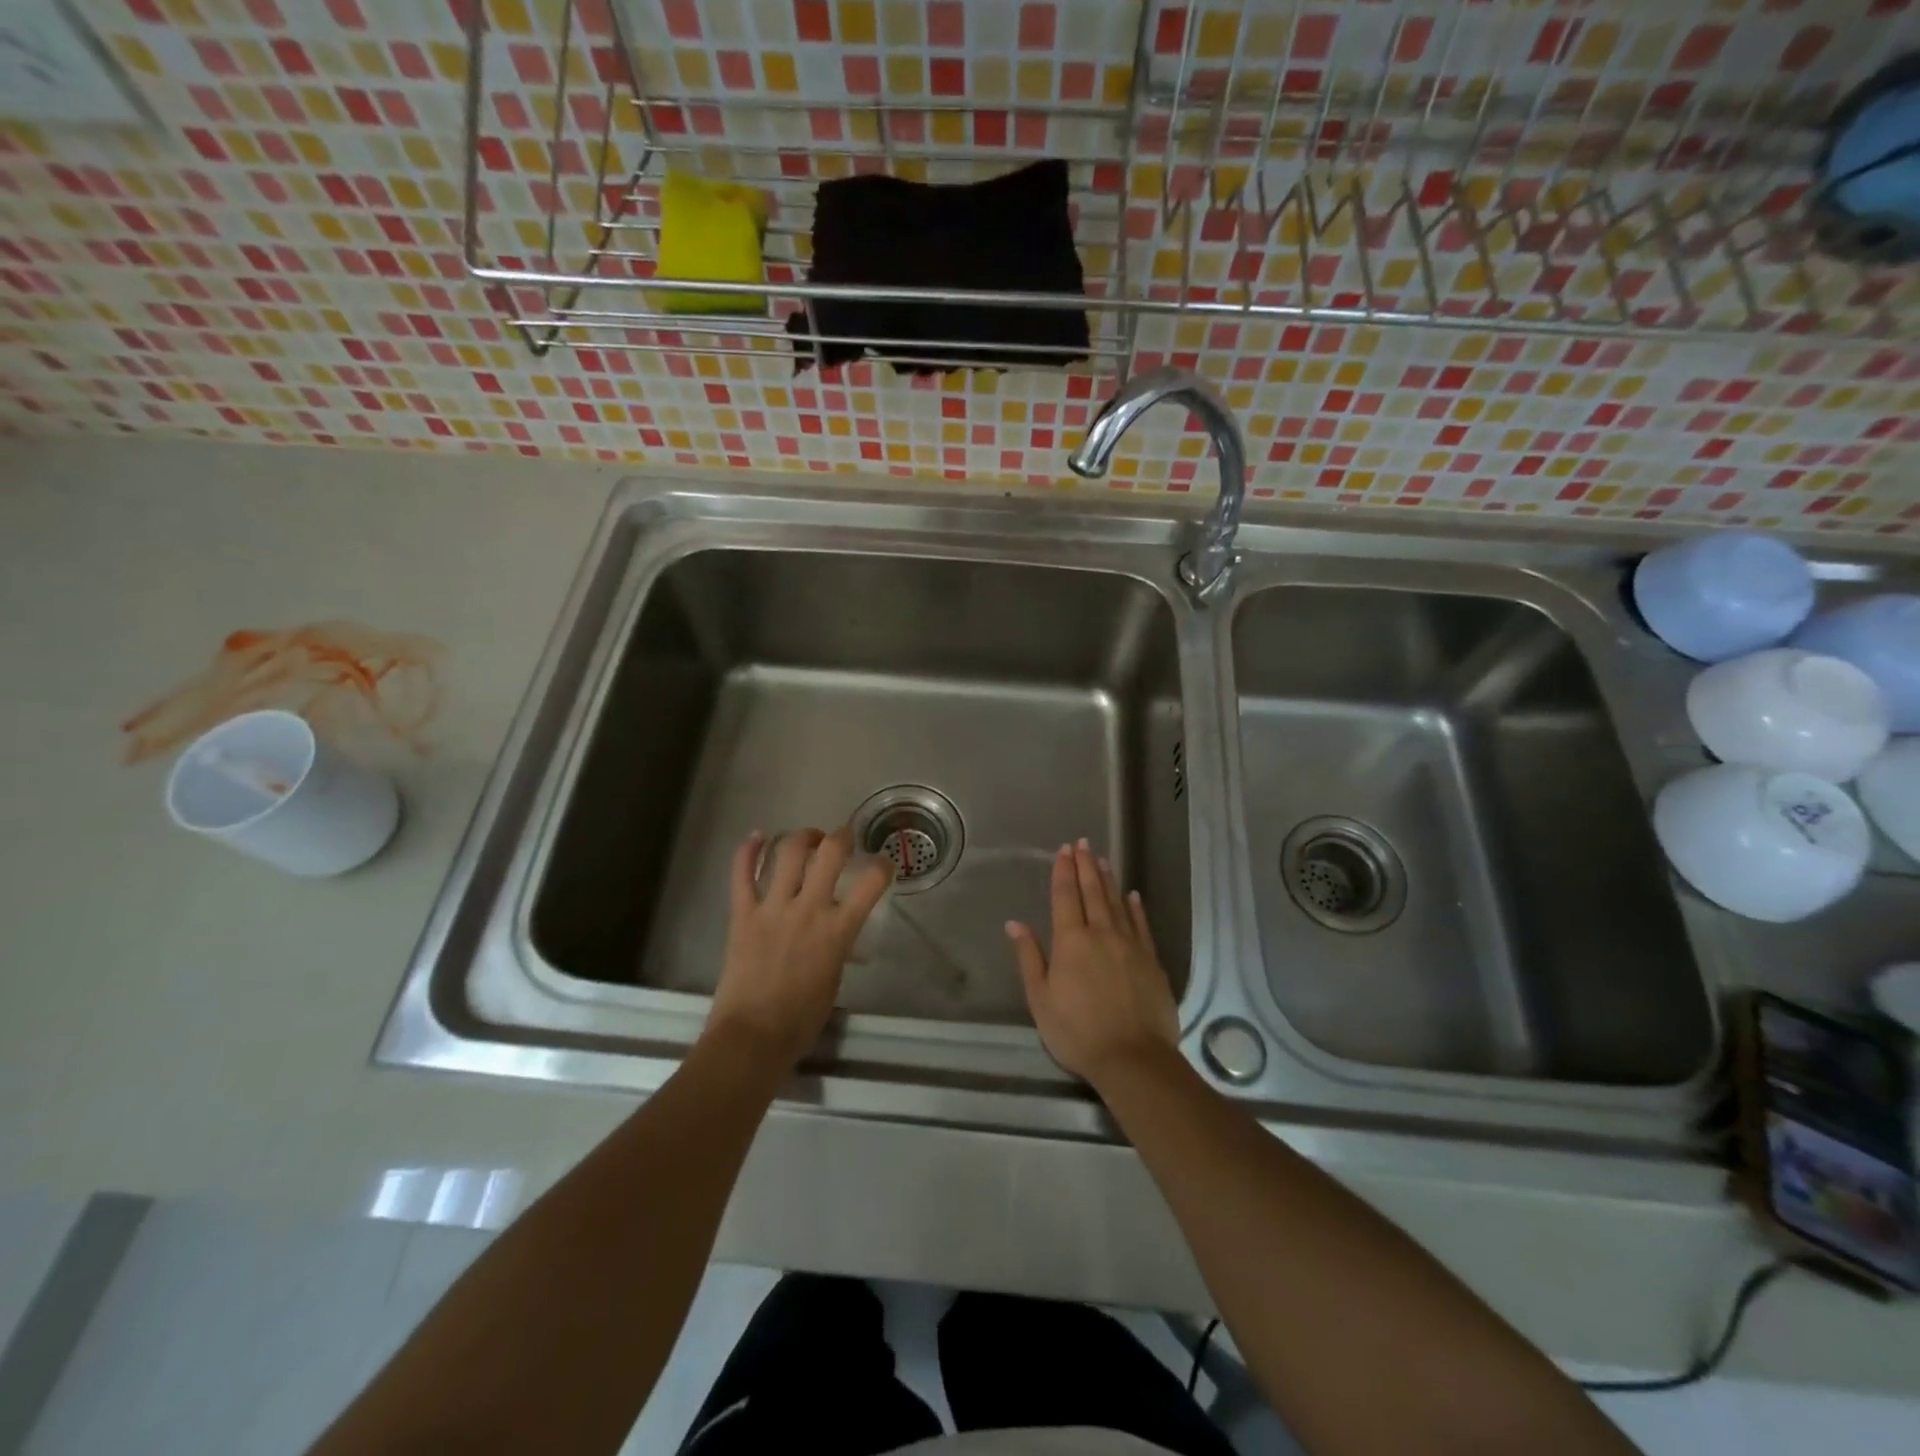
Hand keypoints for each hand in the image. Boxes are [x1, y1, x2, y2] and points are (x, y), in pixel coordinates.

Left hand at [706, 827, 890, 1072]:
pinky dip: (747, 851)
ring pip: (787, 853)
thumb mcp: (834, 979)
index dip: (883, 866)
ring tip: (808, 839)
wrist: (752, 1037)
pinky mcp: (742, 914)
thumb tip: (838, 931)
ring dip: (802, 837)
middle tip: (843, 839)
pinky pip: (742, 874)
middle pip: (830, 853)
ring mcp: (772, 908)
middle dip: (842, 837)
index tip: (883, 864)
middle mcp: (808, 910)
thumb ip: (839, 946)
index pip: (872, 883)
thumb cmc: (801, 1020)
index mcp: (838, 930)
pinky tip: (757, 837)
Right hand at [1005, 839, 1179, 1088]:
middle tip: (1083, 843)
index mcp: (1071, 941)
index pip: (1065, 897)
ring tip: (1102, 859)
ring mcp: (1130, 944)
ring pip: (1117, 903)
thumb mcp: (1041, 999)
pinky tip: (1132, 895)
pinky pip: (1141, 925)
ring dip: (1108, 879)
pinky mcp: (1151, 960)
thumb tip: (1016, 924)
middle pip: (1092, 892)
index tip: (1064, 850)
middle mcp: (1101, 933)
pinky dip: (1135, 907)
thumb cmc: (1077, 1031)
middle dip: (1085, 866)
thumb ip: (1030, 958)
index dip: (1063, 872)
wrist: (1133, 1058)